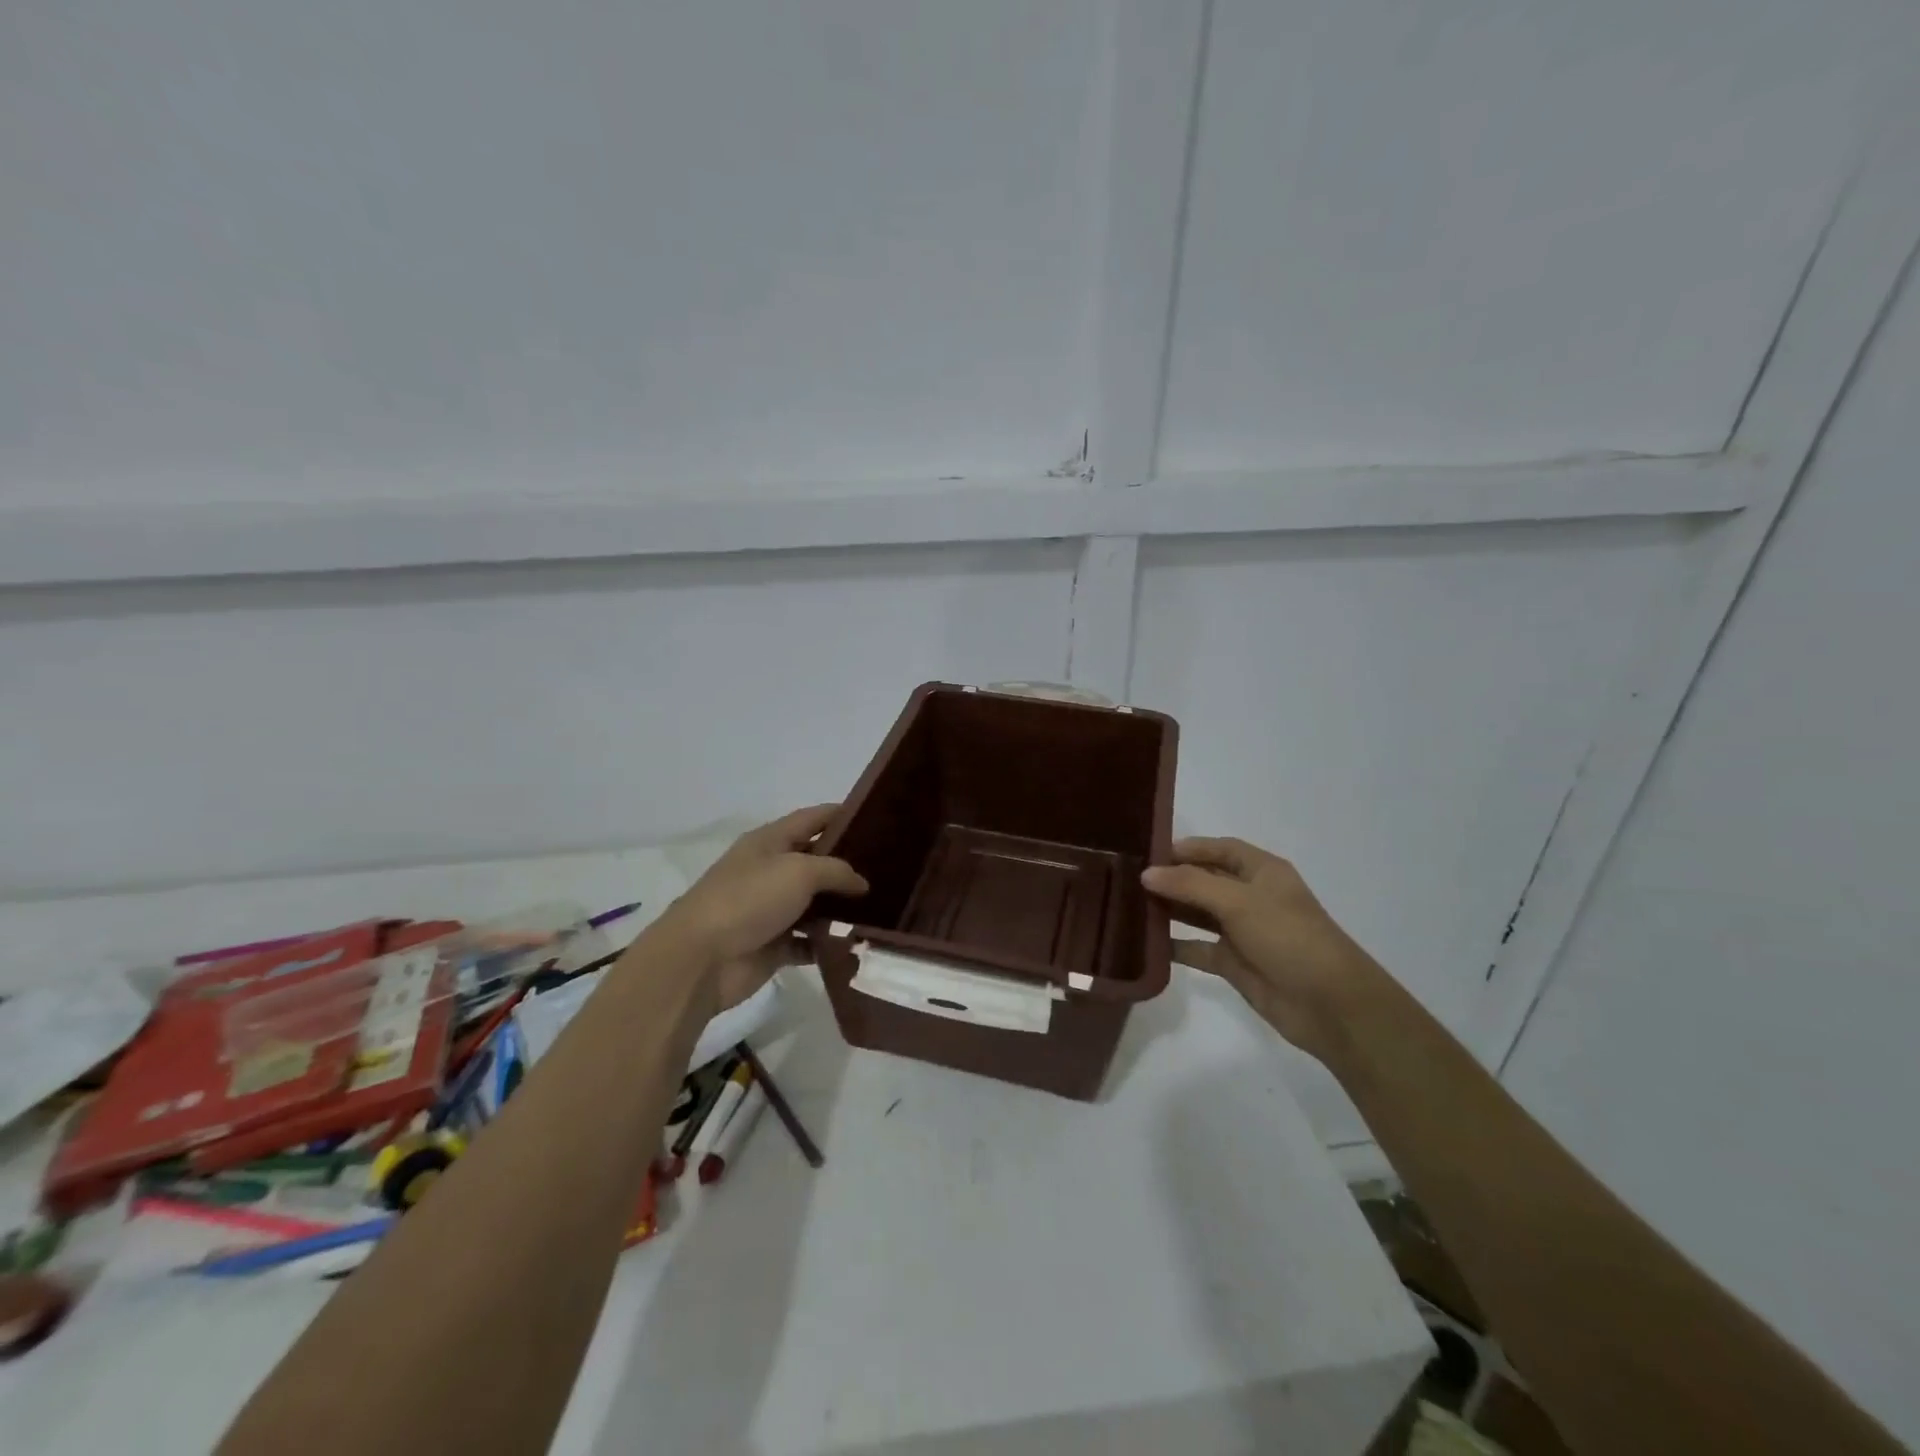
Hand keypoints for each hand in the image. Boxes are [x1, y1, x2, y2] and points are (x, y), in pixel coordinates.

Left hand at [660, 805, 868, 1010]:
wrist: (701, 959)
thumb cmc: (749, 900)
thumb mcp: (799, 871)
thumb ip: (836, 871)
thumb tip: (861, 882)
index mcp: (770, 842)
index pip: (811, 818)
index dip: (841, 814)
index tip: (877, 818)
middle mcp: (770, 871)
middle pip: (816, 861)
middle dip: (849, 864)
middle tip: (890, 868)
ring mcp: (771, 910)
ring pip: (816, 904)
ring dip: (842, 907)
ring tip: (883, 908)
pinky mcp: (773, 945)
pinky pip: (809, 941)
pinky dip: (829, 943)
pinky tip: (857, 942)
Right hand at [1141, 837, 1378, 1059]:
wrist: (1331, 1005)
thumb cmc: (1289, 937)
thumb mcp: (1239, 902)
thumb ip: (1190, 885)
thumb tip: (1146, 873)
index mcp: (1262, 872)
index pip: (1220, 849)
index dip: (1188, 847)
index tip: (1148, 851)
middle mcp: (1251, 897)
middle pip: (1204, 879)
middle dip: (1171, 878)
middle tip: (1128, 878)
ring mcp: (1242, 932)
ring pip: (1197, 913)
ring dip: (1169, 909)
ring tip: (1129, 905)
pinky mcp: (1234, 964)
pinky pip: (1197, 949)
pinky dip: (1174, 946)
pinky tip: (1145, 944)